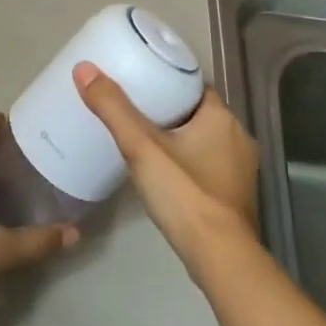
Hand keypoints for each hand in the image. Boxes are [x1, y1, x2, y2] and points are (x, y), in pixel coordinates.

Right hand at [73, 63, 259, 273]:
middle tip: (134, 110)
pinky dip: (189, 162)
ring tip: (144, 139)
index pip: (195, 86)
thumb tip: (84, 68)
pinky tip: (165, 172)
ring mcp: (241, 170)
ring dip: (180, 138)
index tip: (141, 82)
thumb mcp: (141, 147)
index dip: (169, 82)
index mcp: (222, 118)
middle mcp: (239, 138)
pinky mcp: (235, 195)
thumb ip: (113, 108)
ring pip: (205, 140)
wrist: (219, 257)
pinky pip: (209, 165)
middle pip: (198, 113)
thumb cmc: (184, 194)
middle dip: (170, 110)